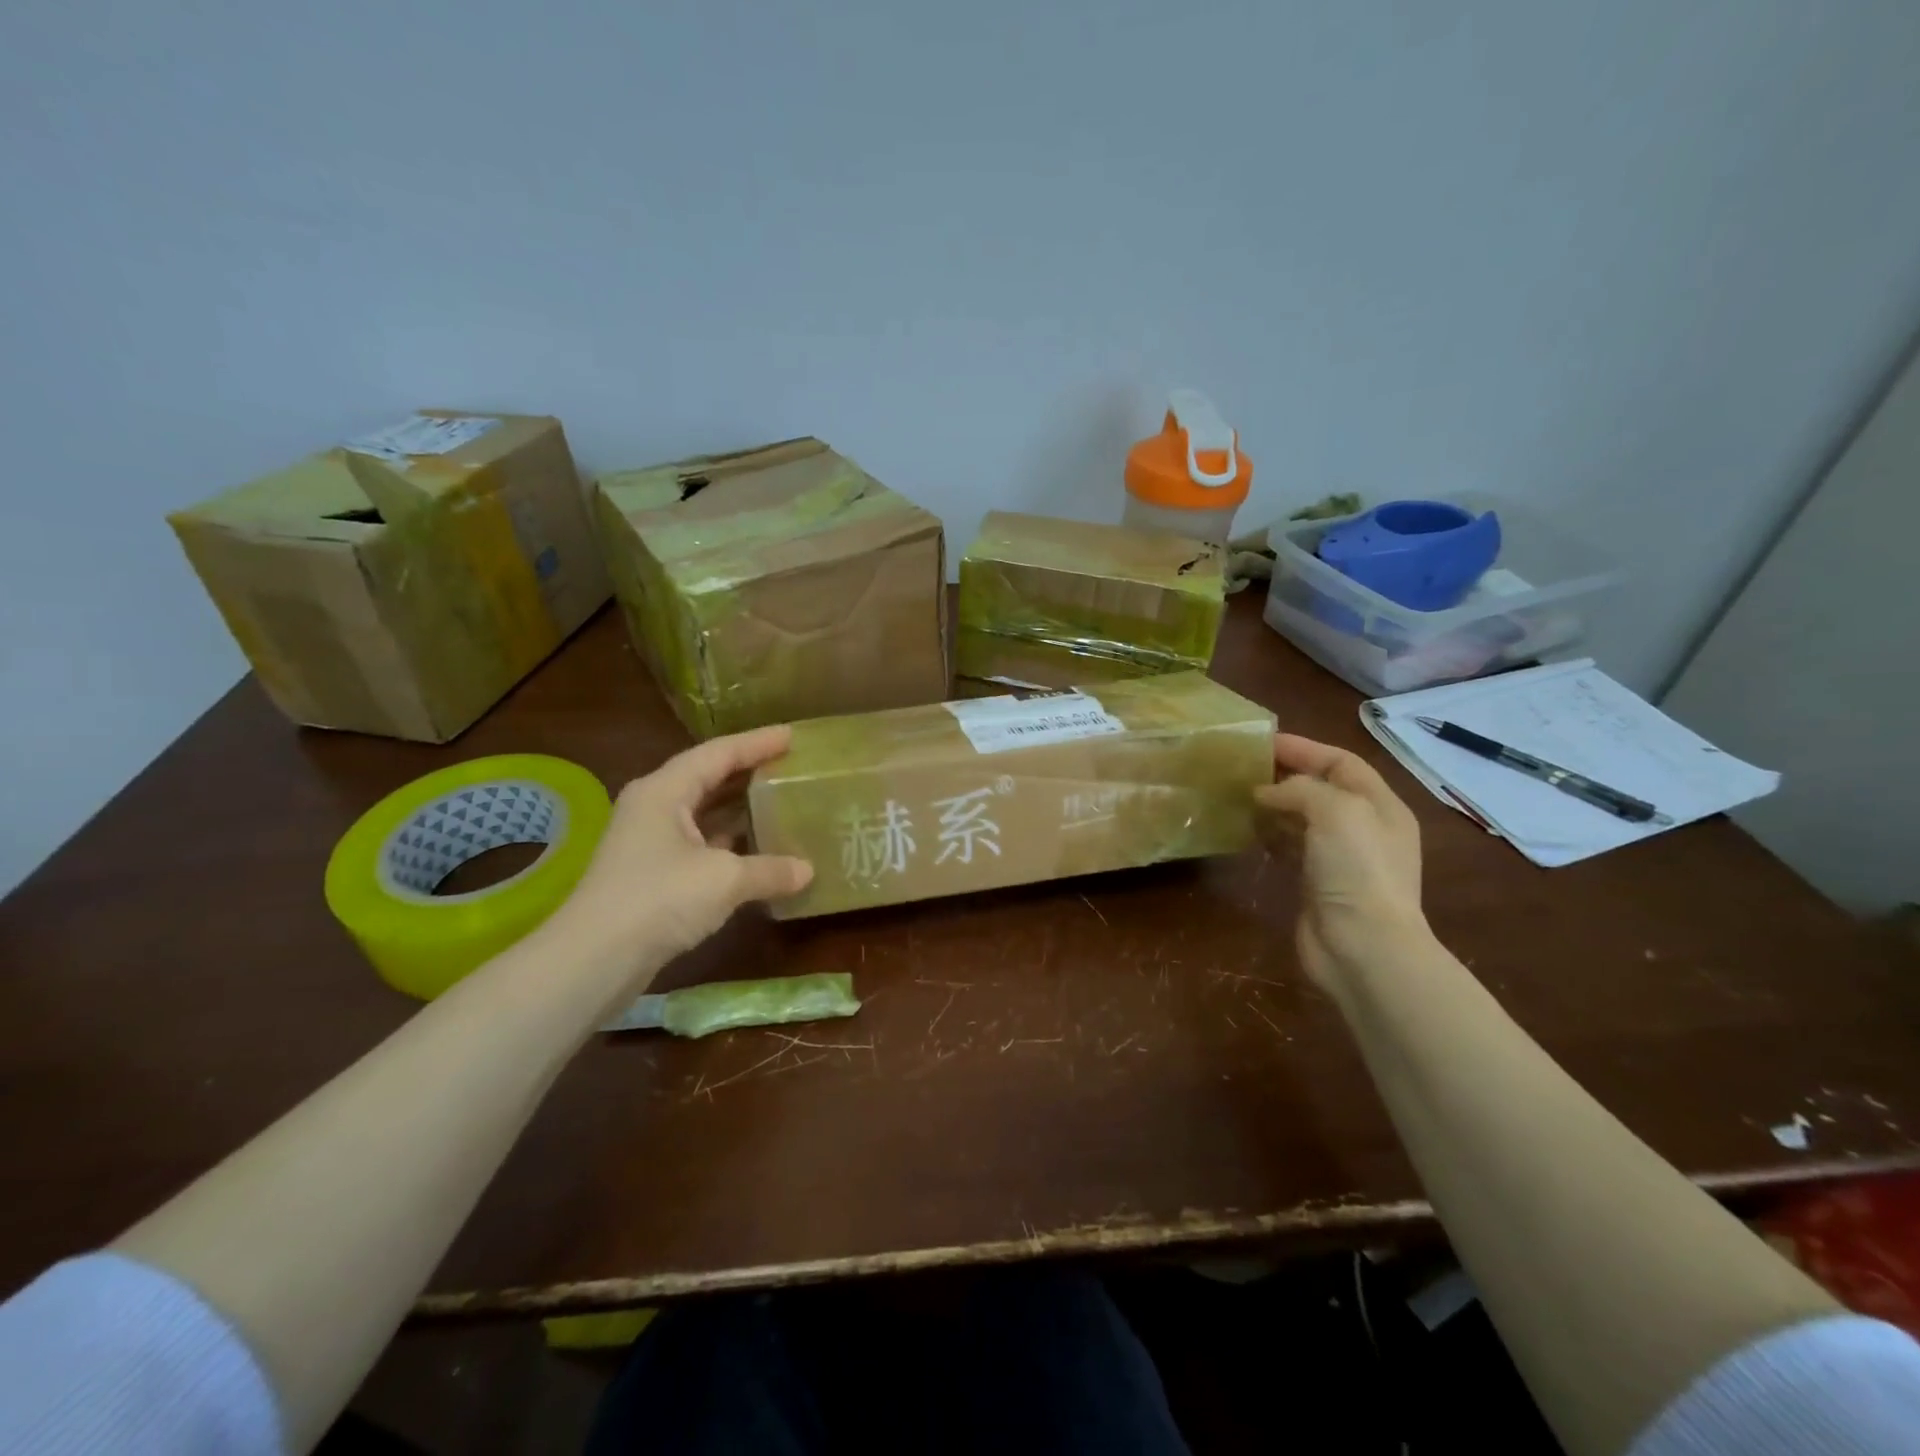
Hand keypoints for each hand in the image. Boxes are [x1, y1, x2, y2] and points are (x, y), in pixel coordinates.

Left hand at [552, 725, 812, 978]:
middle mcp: (655, 807)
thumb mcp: (724, 879)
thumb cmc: (658, 899)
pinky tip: (758, 849)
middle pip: (708, 777)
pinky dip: (730, 842)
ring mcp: (650, 841)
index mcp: (665, 790)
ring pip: (704, 812)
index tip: (793, 734)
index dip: (758, 742)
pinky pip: (700, 843)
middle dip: (749, 770)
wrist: (592, 960)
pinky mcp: (652, 873)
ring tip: (781, 800)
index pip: (719, 753)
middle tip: (790, 764)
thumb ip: (770, 869)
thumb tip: (808, 871)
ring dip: (739, 807)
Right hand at [1254, 734, 1428, 988]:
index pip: (1341, 762)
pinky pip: (1290, 848)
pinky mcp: (1317, 884)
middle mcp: (1363, 828)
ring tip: (1238, 795)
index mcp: (1380, 806)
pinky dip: (1270, 835)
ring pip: (1303, 819)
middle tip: (1243, 768)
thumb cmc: (1356, 870)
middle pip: (1321, 789)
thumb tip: (1266, 793)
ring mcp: (1340, 859)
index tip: (1262, 742)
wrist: (1361, 946)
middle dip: (1285, 775)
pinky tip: (1247, 830)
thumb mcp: (1336, 811)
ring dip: (1274, 805)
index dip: (1304, 748)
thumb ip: (1300, 789)